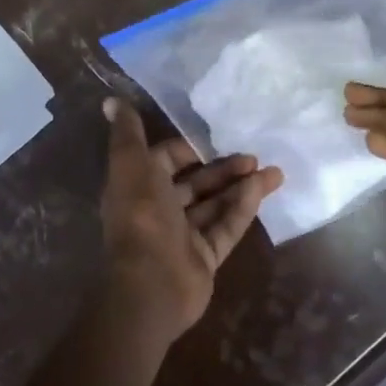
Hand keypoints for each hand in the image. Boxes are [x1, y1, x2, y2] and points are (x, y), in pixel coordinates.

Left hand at [100, 97, 282, 339]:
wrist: (151, 285)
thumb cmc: (141, 217)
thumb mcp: (131, 166)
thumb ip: (128, 134)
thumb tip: (112, 99)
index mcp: (139, 187)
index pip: (166, 159)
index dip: (189, 147)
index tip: (216, 136)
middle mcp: (160, 210)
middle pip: (196, 183)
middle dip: (223, 167)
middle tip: (253, 154)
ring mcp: (184, 237)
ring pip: (216, 204)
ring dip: (241, 186)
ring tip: (273, 170)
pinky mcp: (205, 258)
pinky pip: (226, 228)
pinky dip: (243, 208)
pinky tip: (262, 189)